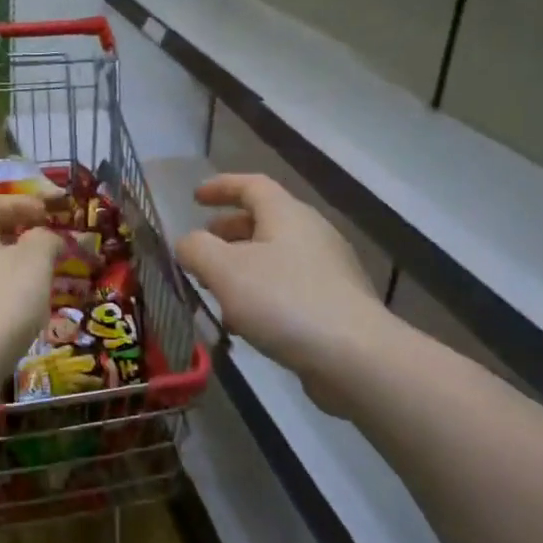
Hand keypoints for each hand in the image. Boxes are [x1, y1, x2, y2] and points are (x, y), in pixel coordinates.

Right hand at [175, 174, 388, 414]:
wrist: (354, 357)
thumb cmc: (284, 301)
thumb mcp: (225, 271)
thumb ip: (196, 250)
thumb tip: (187, 243)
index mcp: (287, 215)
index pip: (251, 185)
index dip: (221, 187)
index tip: (195, 198)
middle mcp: (312, 234)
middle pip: (265, 221)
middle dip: (229, 231)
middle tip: (203, 247)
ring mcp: (329, 270)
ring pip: (275, 258)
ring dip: (242, 268)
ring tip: (216, 291)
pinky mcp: (336, 305)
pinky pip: (289, 288)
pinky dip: (261, 294)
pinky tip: (245, 323)